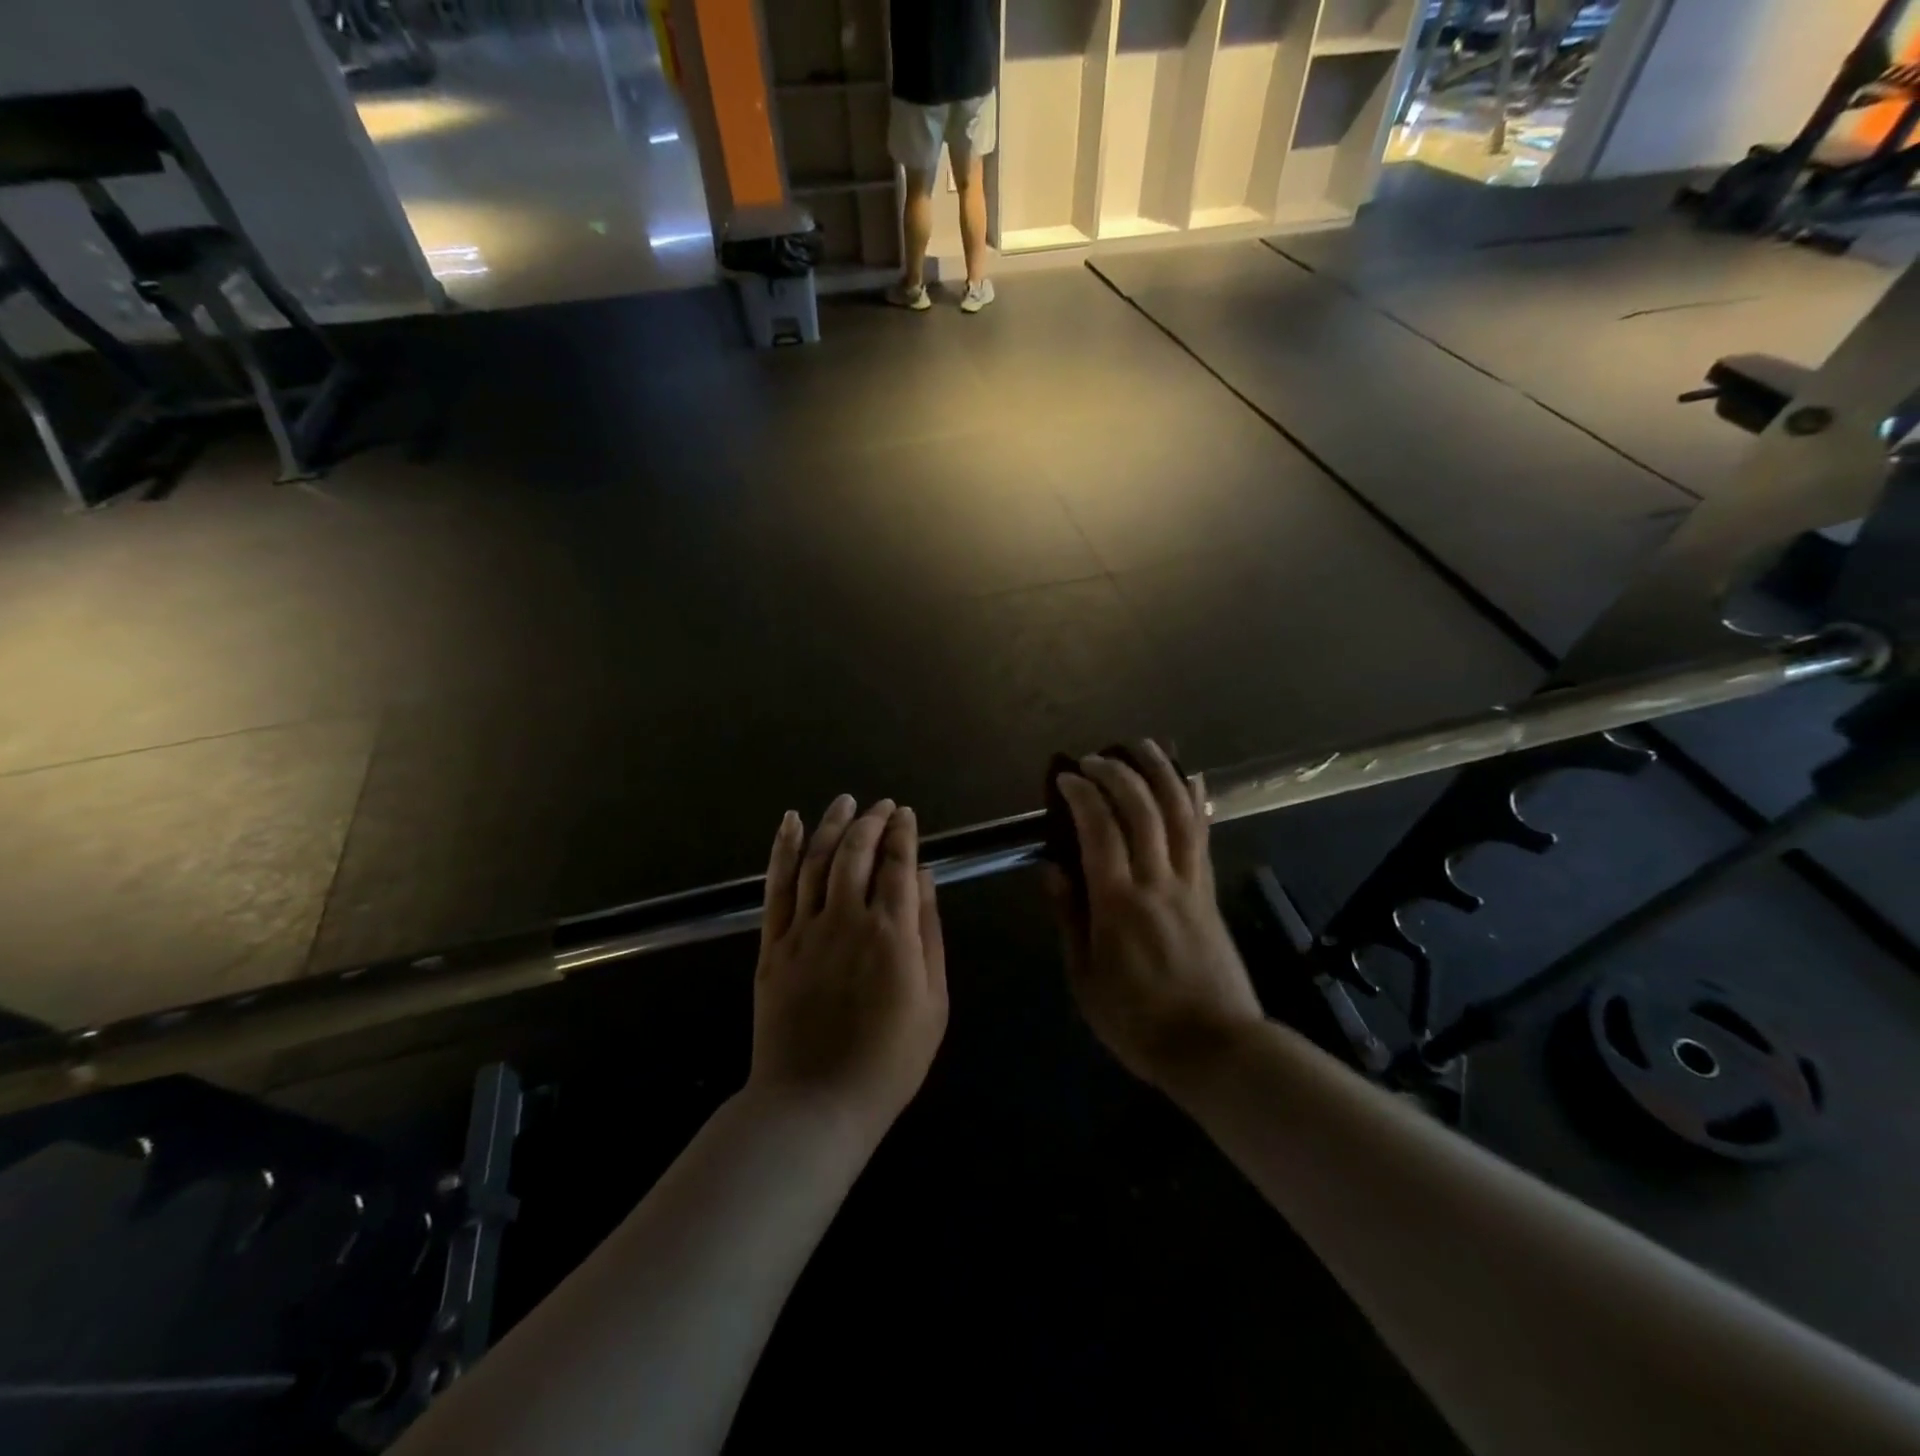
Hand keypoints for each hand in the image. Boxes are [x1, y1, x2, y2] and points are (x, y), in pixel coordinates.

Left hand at [748, 796, 947, 1144]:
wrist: (816, 1102)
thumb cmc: (889, 1059)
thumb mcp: (933, 1001)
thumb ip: (928, 932)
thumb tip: (923, 877)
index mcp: (892, 933)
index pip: (898, 864)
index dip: (903, 833)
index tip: (907, 813)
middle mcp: (847, 919)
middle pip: (857, 852)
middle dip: (872, 821)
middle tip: (881, 805)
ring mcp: (804, 929)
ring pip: (817, 859)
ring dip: (832, 824)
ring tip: (845, 801)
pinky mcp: (773, 944)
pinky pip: (777, 886)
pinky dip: (783, 849)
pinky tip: (790, 823)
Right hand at [1049, 742, 1264, 1090]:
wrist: (1214, 1048)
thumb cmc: (1137, 1022)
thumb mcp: (1085, 979)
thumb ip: (1069, 919)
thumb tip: (1052, 870)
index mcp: (1119, 904)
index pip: (1100, 832)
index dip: (1082, 796)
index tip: (1066, 777)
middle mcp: (1157, 882)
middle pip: (1142, 811)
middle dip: (1117, 774)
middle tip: (1095, 759)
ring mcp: (1189, 883)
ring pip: (1178, 814)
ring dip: (1160, 773)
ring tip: (1142, 746)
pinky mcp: (1209, 891)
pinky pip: (1202, 836)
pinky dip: (1195, 801)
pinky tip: (1190, 778)